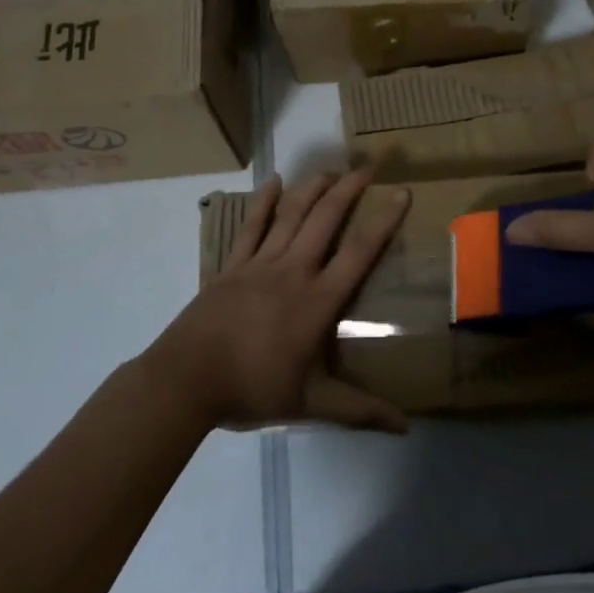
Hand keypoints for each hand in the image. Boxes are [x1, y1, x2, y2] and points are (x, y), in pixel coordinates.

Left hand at [144, 169, 410, 434]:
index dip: (383, 221)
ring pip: (292, 214)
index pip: (359, 252)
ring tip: (331, 170)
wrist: (187, 379)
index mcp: (317, 300)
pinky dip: (264, 201)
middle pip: (326, 218)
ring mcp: (261, 262)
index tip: (401, 193)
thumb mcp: (311, 403)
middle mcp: (294, 270)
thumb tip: (406, 426)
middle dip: (349, 188)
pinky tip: (274, 181)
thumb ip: (359, 410)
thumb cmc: (253, 389)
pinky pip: (252, 226)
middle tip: (368, 166)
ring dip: (313, 187)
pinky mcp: (233, 264)